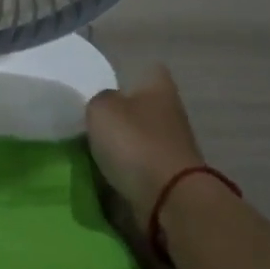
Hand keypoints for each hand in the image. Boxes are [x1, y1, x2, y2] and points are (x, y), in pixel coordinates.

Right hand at [85, 64, 209, 227]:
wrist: (170, 199)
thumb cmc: (135, 143)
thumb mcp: (101, 110)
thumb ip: (99, 100)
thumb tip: (105, 106)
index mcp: (159, 87)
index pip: (149, 70)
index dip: (129, 76)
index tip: (106, 88)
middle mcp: (172, 112)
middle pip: (145, 106)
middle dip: (124, 114)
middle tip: (94, 123)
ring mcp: (175, 146)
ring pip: (144, 137)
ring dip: (126, 145)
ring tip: (96, 152)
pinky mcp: (173, 177)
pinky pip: (145, 166)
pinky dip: (130, 170)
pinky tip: (110, 175)